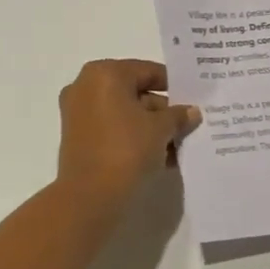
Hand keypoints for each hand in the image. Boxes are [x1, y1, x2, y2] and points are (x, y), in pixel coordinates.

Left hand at [55, 60, 200, 207]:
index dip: (173, 85)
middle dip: (162, 110)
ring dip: (150, 127)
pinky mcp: (77, 137)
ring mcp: (78, 112)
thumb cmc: (126, 149)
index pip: (147, 71)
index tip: (193, 99)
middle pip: (134, 92)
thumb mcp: (160, 129)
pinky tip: (159, 157)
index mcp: (104, 73)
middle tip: (188, 125)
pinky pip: (112, 129)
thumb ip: (178, 115)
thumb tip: (191, 111)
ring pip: (124, 113)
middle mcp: (86, 86)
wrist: (90, 197)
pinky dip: (133, 138)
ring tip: (178, 146)